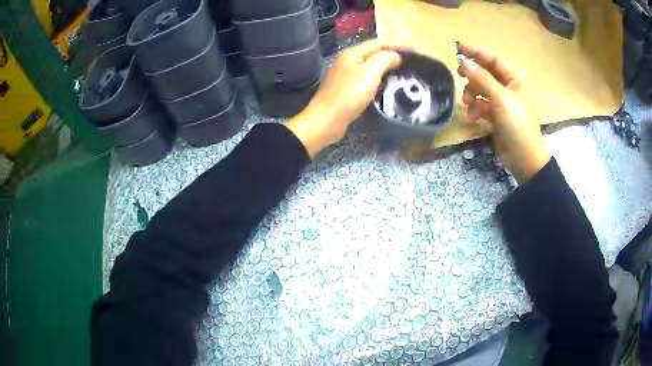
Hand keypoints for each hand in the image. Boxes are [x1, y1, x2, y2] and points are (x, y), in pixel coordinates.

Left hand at [286, 39, 401, 157]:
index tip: (415, 51)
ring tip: (404, 71)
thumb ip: (384, 59)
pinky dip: (379, 77)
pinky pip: (367, 77)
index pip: (379, 42)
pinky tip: (388, 84)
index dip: (397, 44)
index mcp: (353, 53)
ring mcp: (346, 74)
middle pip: (374, 52)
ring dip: (387, 66)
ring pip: (371, 65)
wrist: (327, 120)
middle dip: (393, 54)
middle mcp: (348, 60)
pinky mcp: (347, 87)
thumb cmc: (349, 95)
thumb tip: (396, 55)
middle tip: (411, 62)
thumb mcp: (369, 73)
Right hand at [457, 43, 550, 183]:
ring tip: (468, 104)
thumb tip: (464, 62)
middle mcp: (509, 87)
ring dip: (472, 95)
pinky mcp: (497, 116)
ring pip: (481, 90)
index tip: (458, 49)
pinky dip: (475, 109)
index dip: (477, 52)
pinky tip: (472, 118)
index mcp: (515, 79)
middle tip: (459, 75)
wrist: (524, 158)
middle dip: (472, 76)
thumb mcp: (500, 99)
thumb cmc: (517, 125)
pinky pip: (482, 105)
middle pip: (486, 73)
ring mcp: (503, 102)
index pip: (494, 59)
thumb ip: (482, 78)